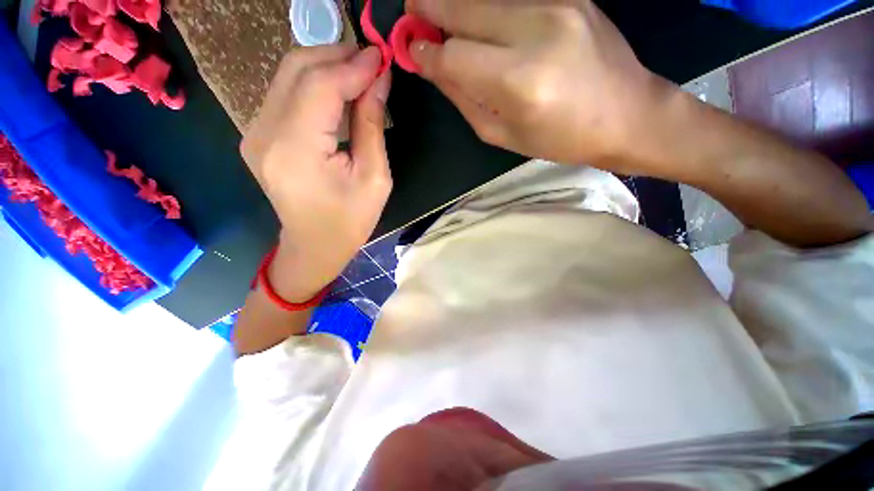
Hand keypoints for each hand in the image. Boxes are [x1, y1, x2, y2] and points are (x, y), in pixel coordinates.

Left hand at [241, 45, 391, 300]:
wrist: (315, 246)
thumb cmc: (350, 221)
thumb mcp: (374, 179)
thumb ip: (372, 126)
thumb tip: (379, 80)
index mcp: (296, 150)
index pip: (321, 86)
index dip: (353, 65)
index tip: (382, 56)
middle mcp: (265, 133)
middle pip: (297, 69)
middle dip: (337, 56)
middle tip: (372, 61)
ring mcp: (255, 132)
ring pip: (288, 76)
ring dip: (326, 66)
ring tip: (360, 72)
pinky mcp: (258, 135)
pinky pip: (285, 94)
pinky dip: (314, 83)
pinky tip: (338, 90)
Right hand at [407, 0, 668, 171]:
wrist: (626, 114)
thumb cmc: (559, 139)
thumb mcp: (503, 134)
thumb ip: (464, 100)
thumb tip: (435, 70)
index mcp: (517, 82)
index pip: (453, 56)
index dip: (426, 53)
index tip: (410, 50)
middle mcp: (535, 31)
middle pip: (464, 8)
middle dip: (430, 9)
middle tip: (412, 12)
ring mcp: (557, 4)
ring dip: (457, 4)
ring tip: (442, 16)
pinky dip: (489, 3)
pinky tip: (482, 18)